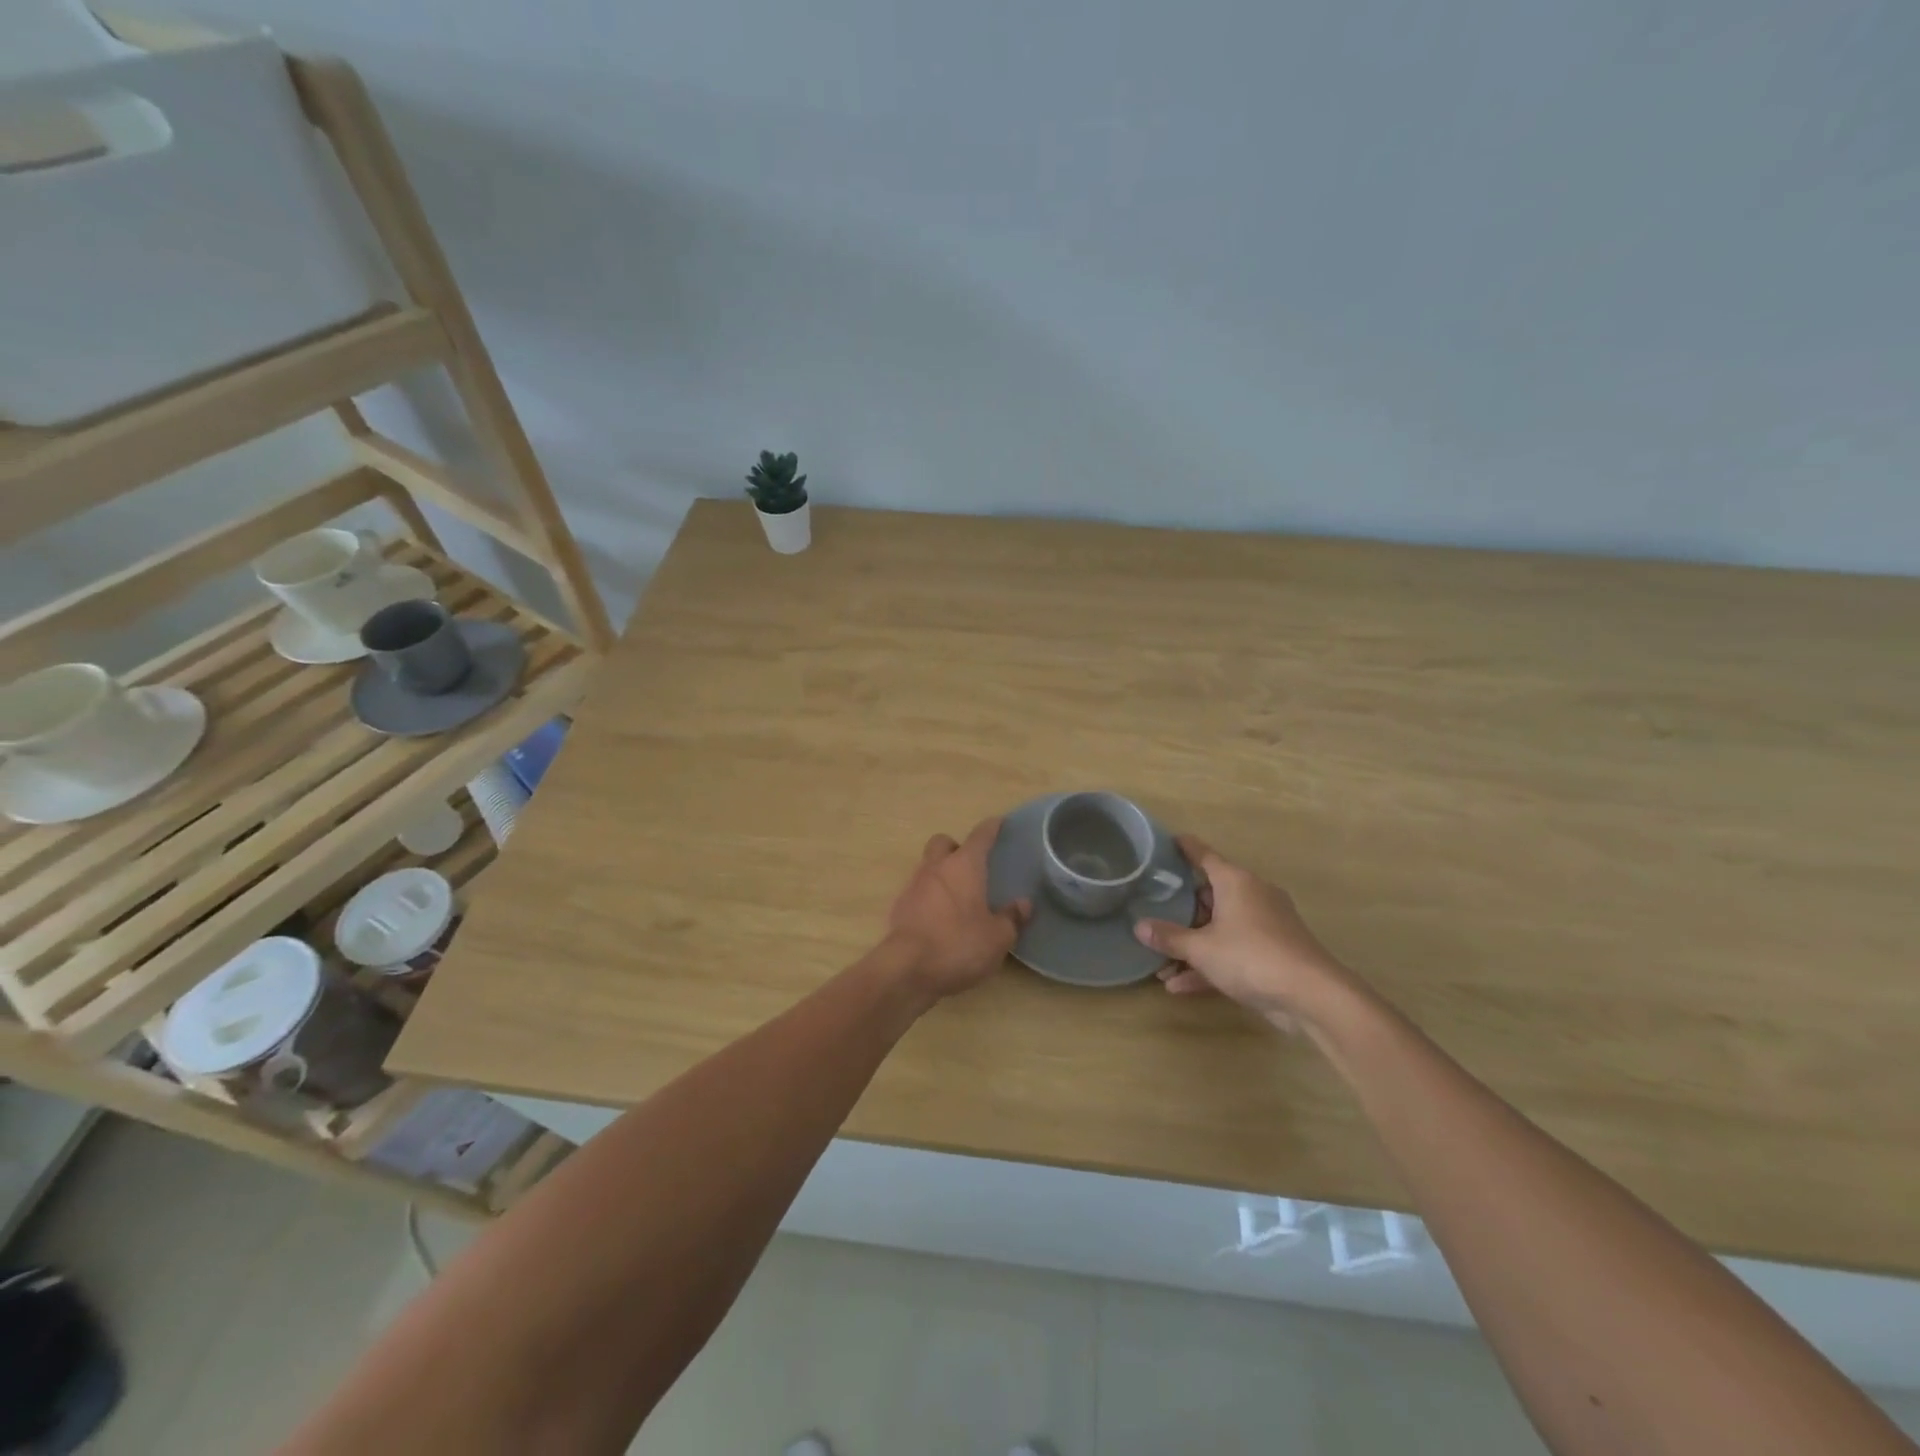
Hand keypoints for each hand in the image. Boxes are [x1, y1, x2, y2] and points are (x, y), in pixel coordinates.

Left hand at [885, 818, 1030, 999]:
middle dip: (956, 847)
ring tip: (958, 894)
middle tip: (971, 864)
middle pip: (943, 843)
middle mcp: (936, 868)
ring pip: (927, 866)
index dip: (991, 827)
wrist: (907, 969)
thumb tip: (1023, 904)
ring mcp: (914, 886)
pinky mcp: (900, 908)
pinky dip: (929, 897)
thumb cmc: (958, 945)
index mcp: (964, 866)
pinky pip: (917, 891)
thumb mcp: (997, 938)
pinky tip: (939, 917)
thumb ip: (1011, 918)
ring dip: (941, 873)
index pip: (980, 836)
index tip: (998, 822)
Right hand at [1134, 835, 1357, 1030]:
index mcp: (1235, 882)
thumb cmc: (1251, 956)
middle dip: (1181, 912)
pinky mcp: (1273, 952)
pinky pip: (1233, 951)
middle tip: (1153, 915)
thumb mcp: (1201, 948)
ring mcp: (1265, 925)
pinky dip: (1210, 964)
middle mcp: (1252, 895)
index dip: (1185, 848)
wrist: (1312, 995)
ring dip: (1192, 946)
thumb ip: (1169, 936)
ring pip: (1220, 928)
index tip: (1168, 841)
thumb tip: (1139, 926)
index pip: (1204, 855)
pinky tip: (1180, 987)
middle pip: (1210, 895)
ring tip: (1161, 967)